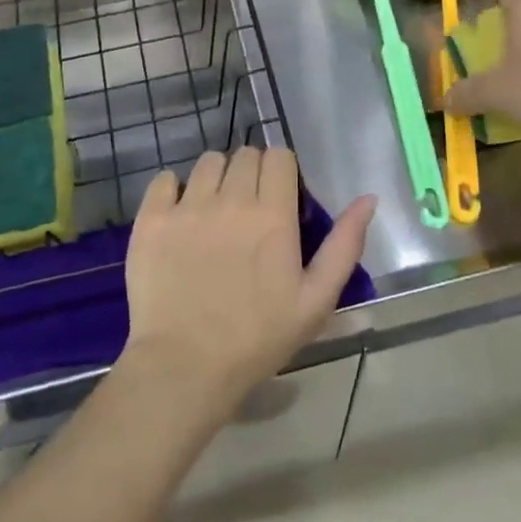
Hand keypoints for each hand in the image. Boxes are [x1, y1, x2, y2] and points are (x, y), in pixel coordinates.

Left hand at [121, 147, 374, 413]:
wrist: (185, 367)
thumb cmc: (257, 338)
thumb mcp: (316, 300)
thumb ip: (344, 245)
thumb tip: (368, 198)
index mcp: (272, 214)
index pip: (279, 156)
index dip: (281, 171)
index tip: (279, 197)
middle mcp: (230, 199)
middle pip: (244, 154)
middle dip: (251, 173)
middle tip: (248, 209)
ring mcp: (187, 206)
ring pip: (207, 162)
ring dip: (216, 177)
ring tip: (214, 210)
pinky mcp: (152, 219)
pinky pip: (164, 179)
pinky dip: (173, 189)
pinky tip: (179, 215)